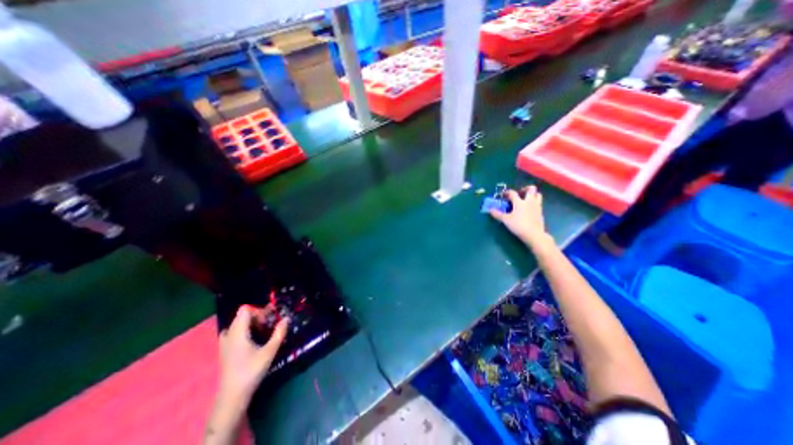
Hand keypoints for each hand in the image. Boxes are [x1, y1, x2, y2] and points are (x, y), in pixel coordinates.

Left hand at [217, 306, 289, 402]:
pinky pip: (234, 332)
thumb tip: (286, 318)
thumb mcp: (269, 352)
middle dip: (258, 317)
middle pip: (242, 316)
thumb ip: (279, 333)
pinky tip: (254, 340)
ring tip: (263, 331)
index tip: (269, 318)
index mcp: (237, 332)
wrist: (232, 396)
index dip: (259, 310)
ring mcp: (224, 343)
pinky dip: (245, 331)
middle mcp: (228, 334)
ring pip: (238, 324)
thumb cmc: (251, 372)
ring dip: (252, 324)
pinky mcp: (225, 350)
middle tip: (270, 325)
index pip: (245, 310)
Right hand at [491, 184, 552, 247]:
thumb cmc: (518, 225)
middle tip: (520, 193)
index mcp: (520, 202)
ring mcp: (537, 206)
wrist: (534, 234)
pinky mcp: (541, 213)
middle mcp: (529, 201)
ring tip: (526, 199)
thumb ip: (497, 214)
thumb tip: (490, 210)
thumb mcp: (506, 220)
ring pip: (538, 195)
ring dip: (533, 195)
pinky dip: (534, 203)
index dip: (507, 192)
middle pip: (531, 189)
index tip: (503, 194)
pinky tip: (529, 209)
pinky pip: (539, 204)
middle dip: (525, 189)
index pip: (513, 193)